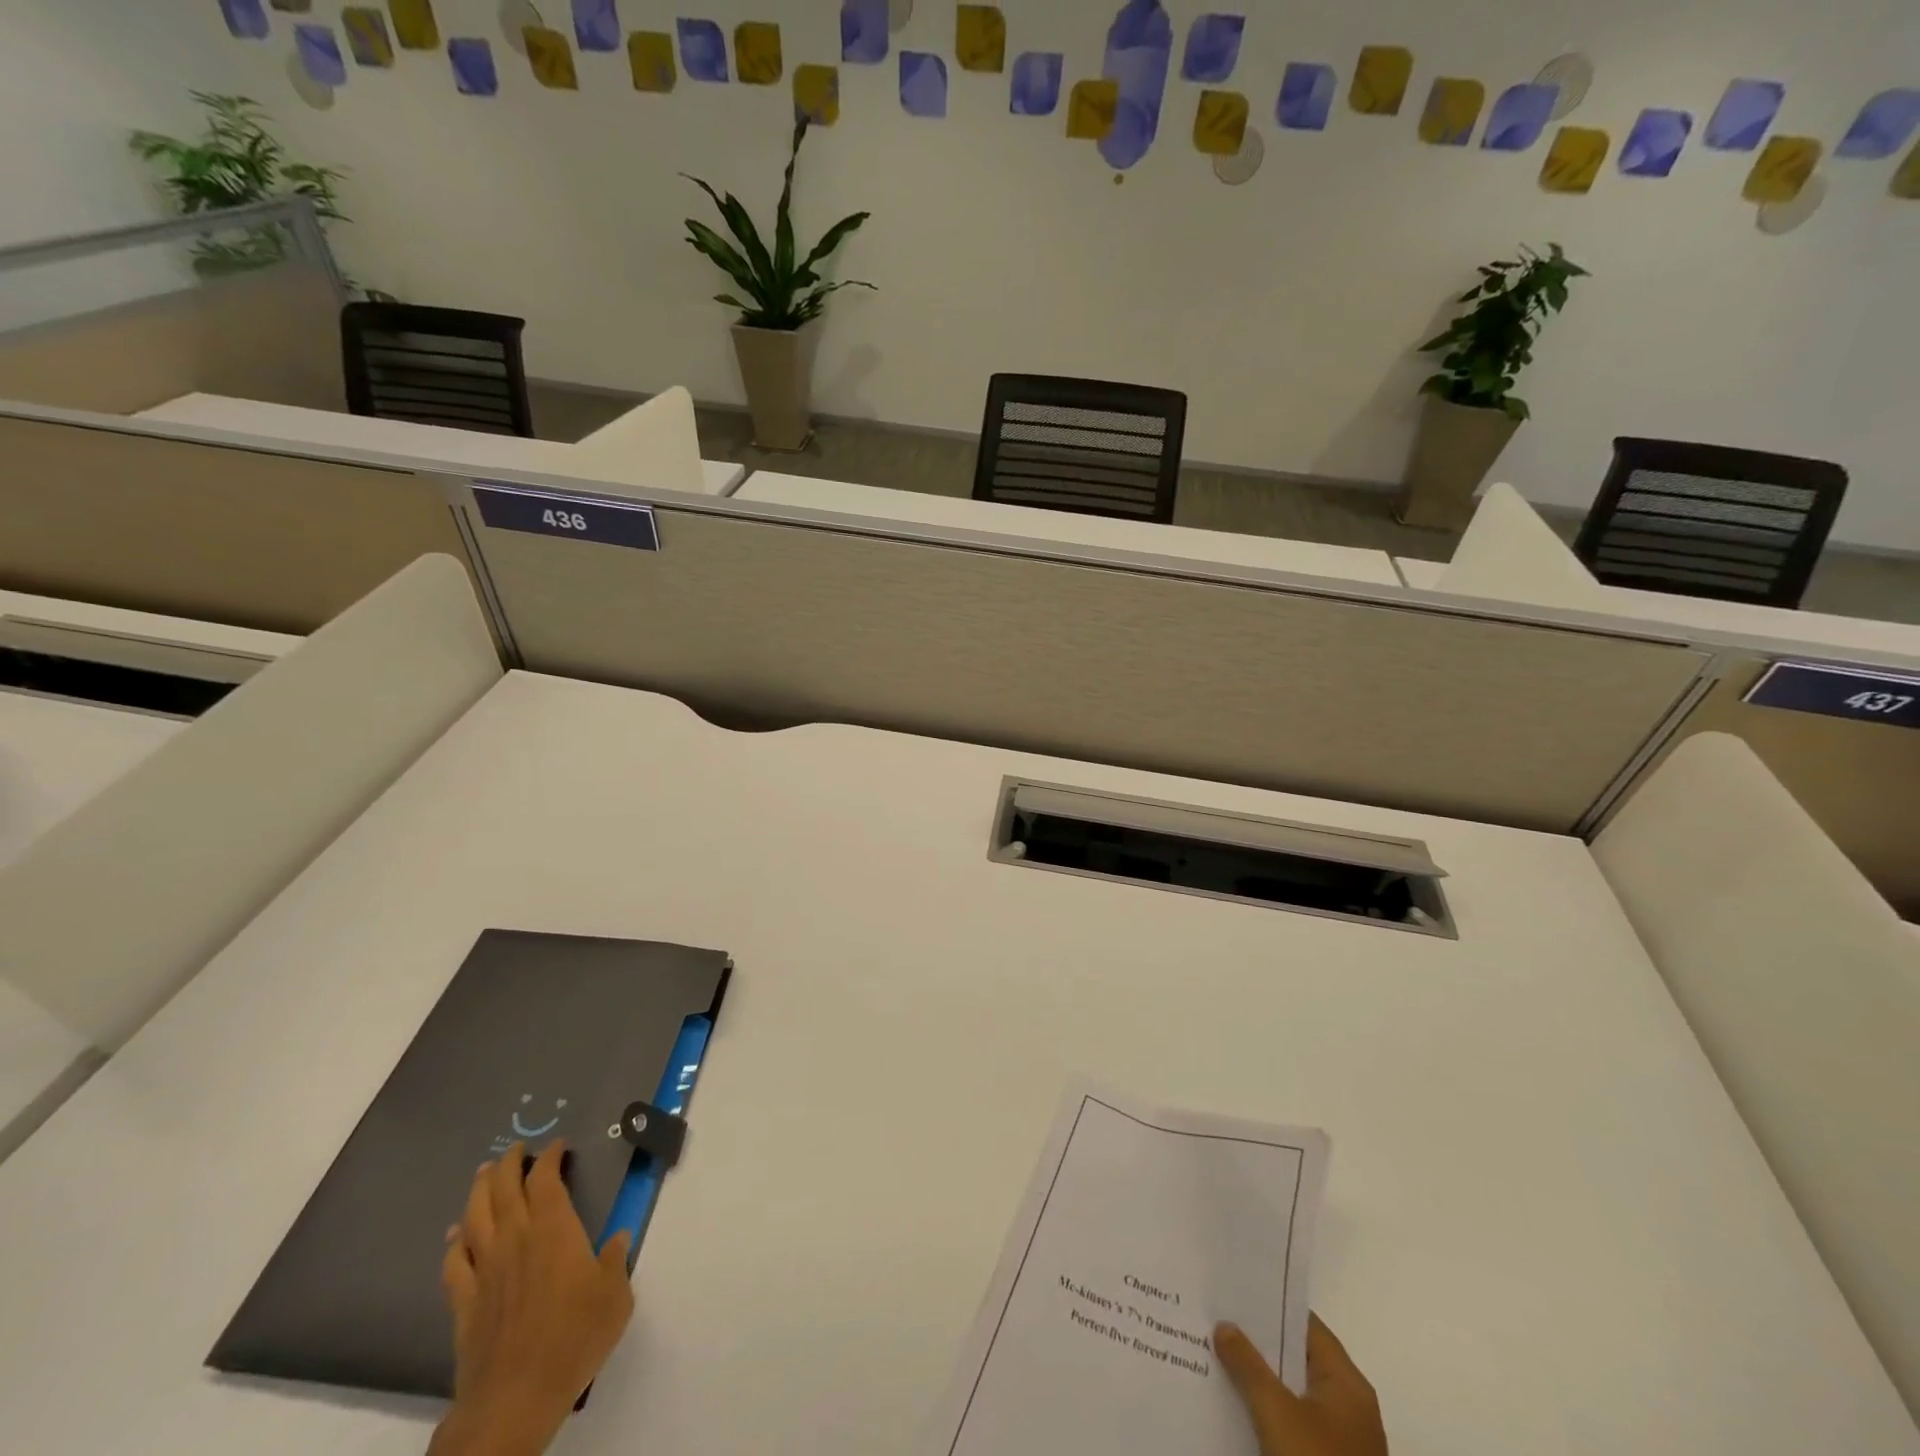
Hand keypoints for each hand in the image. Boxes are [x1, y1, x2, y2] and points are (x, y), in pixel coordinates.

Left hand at [429, 1140, 635, 1455]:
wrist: (514, 1397)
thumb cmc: (575, 1338)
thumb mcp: (615, 1296)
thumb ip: (616, 1261)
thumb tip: (617, 1238)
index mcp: (555, 1231)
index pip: (546, 1180)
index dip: (549, 1158)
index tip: (557, 1146)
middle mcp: (516, 1240)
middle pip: (504, 1190)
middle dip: (509, 1164)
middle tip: (516, 1149)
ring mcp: (486, 1270)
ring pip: (475, 1217)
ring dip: (479, 1190)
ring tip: (485, 1174)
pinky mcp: (464, 1302)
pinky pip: (454, 1262)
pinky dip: (454, 1242)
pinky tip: (456, 1235)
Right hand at [1216, 1314, 1387, 1455]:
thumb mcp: (1276, 1412)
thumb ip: (1248, 1364)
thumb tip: (1225, 1325)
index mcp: (1347, 1383)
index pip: (1306, 1325)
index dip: (1271, 1306)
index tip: (1234, 1291)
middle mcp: (1348, 1405)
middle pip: (1297, 1359)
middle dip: (1258, 1343)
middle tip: (1216, 1319)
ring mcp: (1340, 1440)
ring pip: (1292, 1392)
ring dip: (1259, 1378)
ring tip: (1216, 1354)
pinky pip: (1292, 1423)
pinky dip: (1266, 1410)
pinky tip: (1235, 1404)